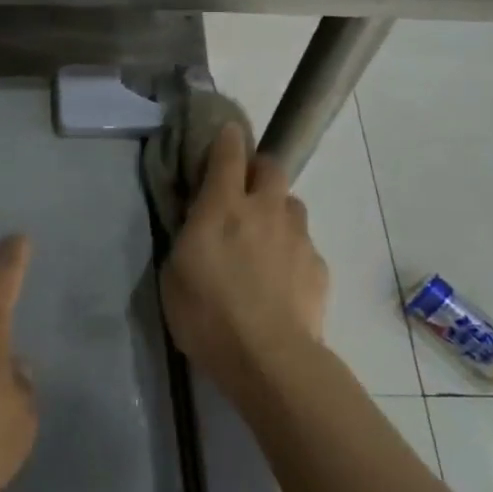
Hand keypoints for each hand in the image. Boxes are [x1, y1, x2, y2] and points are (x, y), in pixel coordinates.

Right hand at [161, 124, 328, 383]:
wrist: (268, 357)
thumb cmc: (207, 316)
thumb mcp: (174, 274)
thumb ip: (188, 238)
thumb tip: (198, 223)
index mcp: (222, 208)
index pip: (228, 155)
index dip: (227, 139)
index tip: (226, 133)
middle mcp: (265, 210)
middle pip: (271, 168)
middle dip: (259, 170)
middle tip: (244, 192)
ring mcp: (297, 236)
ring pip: (292, 205)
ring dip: (277, 211)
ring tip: (264, 241)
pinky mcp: (318, 265)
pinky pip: (303, 244)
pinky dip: (291, 251)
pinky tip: (281, 280)